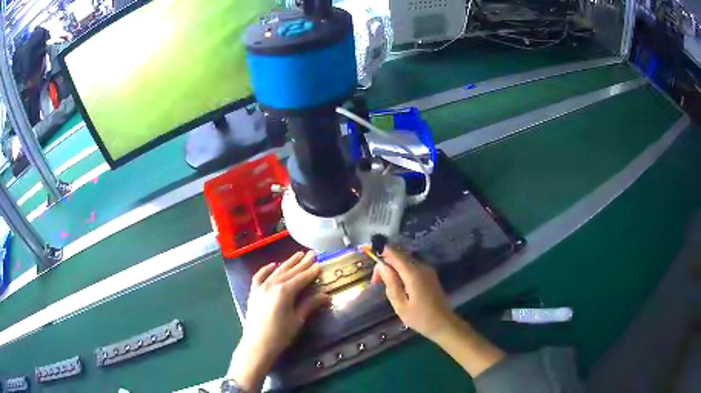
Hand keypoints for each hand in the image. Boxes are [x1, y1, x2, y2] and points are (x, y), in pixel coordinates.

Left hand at [228, 251, 328, 390]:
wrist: (257, 344)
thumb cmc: (280, 334)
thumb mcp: (298, 320)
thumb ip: (310, 305)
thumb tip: (326, 296)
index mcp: (285, 291)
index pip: (301, 278)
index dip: (311, 271)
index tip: (320, 263)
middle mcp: (273, 284)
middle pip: (290, 272)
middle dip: (302, 263)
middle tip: (312, 253)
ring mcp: (261, 287)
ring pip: (277, 271)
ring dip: (288, 263)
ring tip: (297, 255)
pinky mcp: (253, 292)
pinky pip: (260, 276)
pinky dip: (266, 269)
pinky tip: (273, 264)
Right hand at [372, 247, 505, 376]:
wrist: (443, 324)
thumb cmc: (420, 318)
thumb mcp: (400, 304)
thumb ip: (391, 283)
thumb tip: (381, 266)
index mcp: (413, 273)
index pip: (395, 254)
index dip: (381, 251)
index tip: (369, 256)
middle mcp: (421, 267)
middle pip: (400, 256)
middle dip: (386, 263)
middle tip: (376, 282)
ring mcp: (427, 271)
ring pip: (406, 262)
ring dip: (393, 268)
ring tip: (385, 285)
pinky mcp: (430, 276)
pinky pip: (412, 268)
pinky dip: (402, 272)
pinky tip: (398, 286)